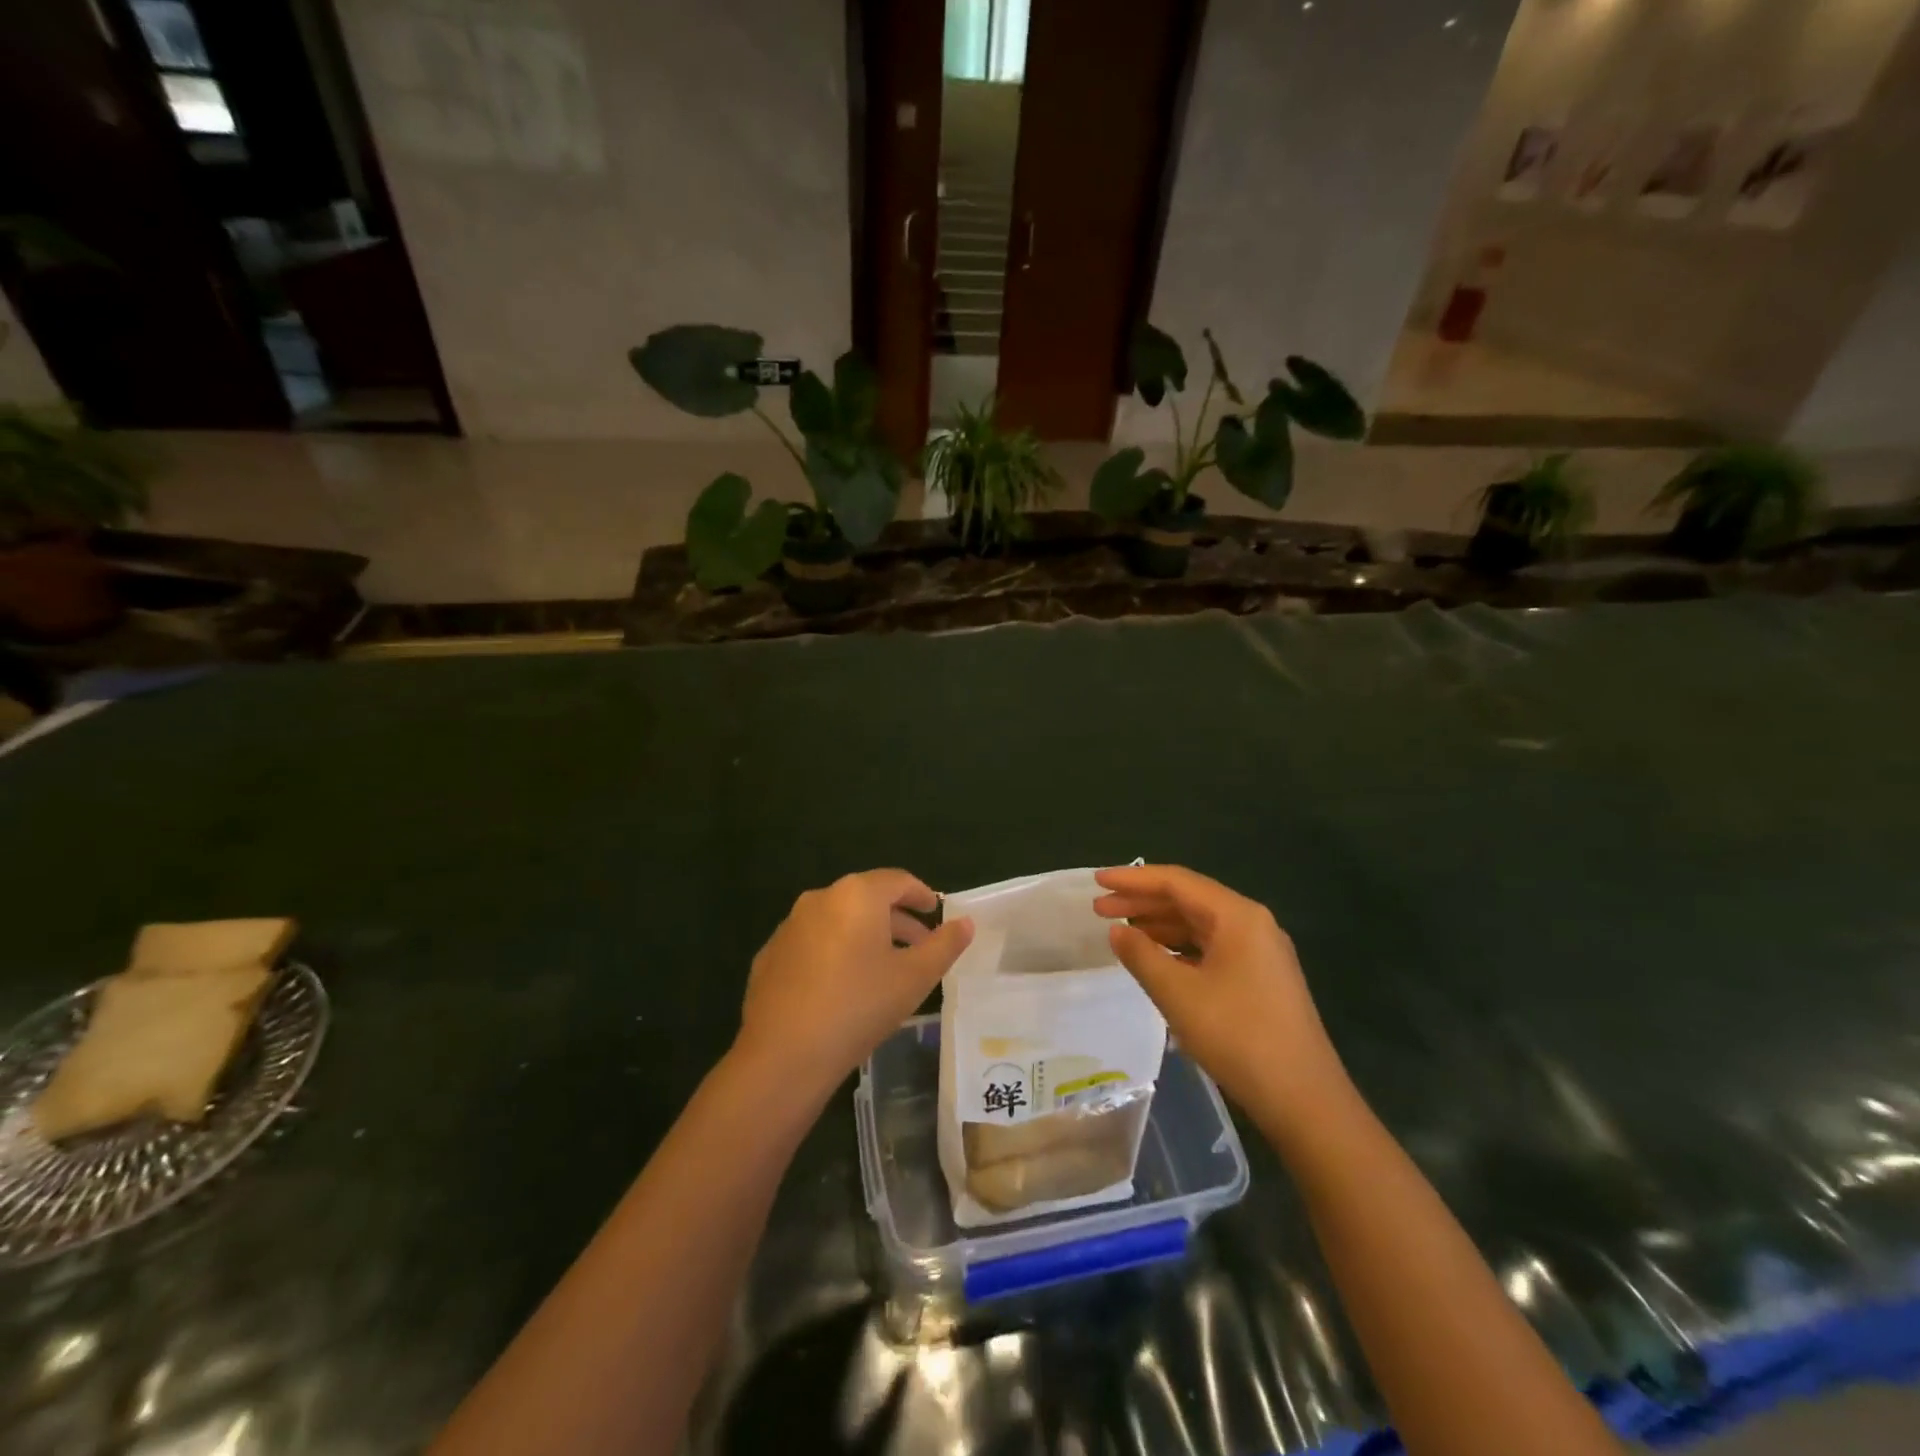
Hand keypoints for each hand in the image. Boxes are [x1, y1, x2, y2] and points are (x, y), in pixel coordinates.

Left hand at [734, 869, 973, 1100]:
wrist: (783, 1055)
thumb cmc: (858, 1007)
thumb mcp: (914, 978)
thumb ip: (944, 946)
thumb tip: (966, 923)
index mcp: (856, 895)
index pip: (898, 880)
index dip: (922, 894)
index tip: (936, 911)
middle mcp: (820, 899)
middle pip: (867, 899)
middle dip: (897, 919)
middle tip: (920, 946)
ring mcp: (790, 926)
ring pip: (838, 921)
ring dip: (866, 936)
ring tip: (885, 969)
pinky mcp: (770, 956)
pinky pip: (813, 943)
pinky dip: (835, 953)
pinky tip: (844, 987)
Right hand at [1093, 864, 1348, 1136]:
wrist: (1304, 1099)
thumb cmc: (1238, 1037)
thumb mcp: (1179, 994)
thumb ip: (1142, 955)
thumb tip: (1117, 931)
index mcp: (1237, 916)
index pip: (1176, 881)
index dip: (1133, 879)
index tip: (1096, 881)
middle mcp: (1251, 923)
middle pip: (1188, 899)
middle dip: (1141, 902)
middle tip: (1098, 908)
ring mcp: (1259, 951)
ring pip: (1199, 924)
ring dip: (1158, 925)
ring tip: (1119, 931)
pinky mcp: (1259, 977)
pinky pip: (1210, 947)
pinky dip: (1178, 947)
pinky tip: (1154, 958)